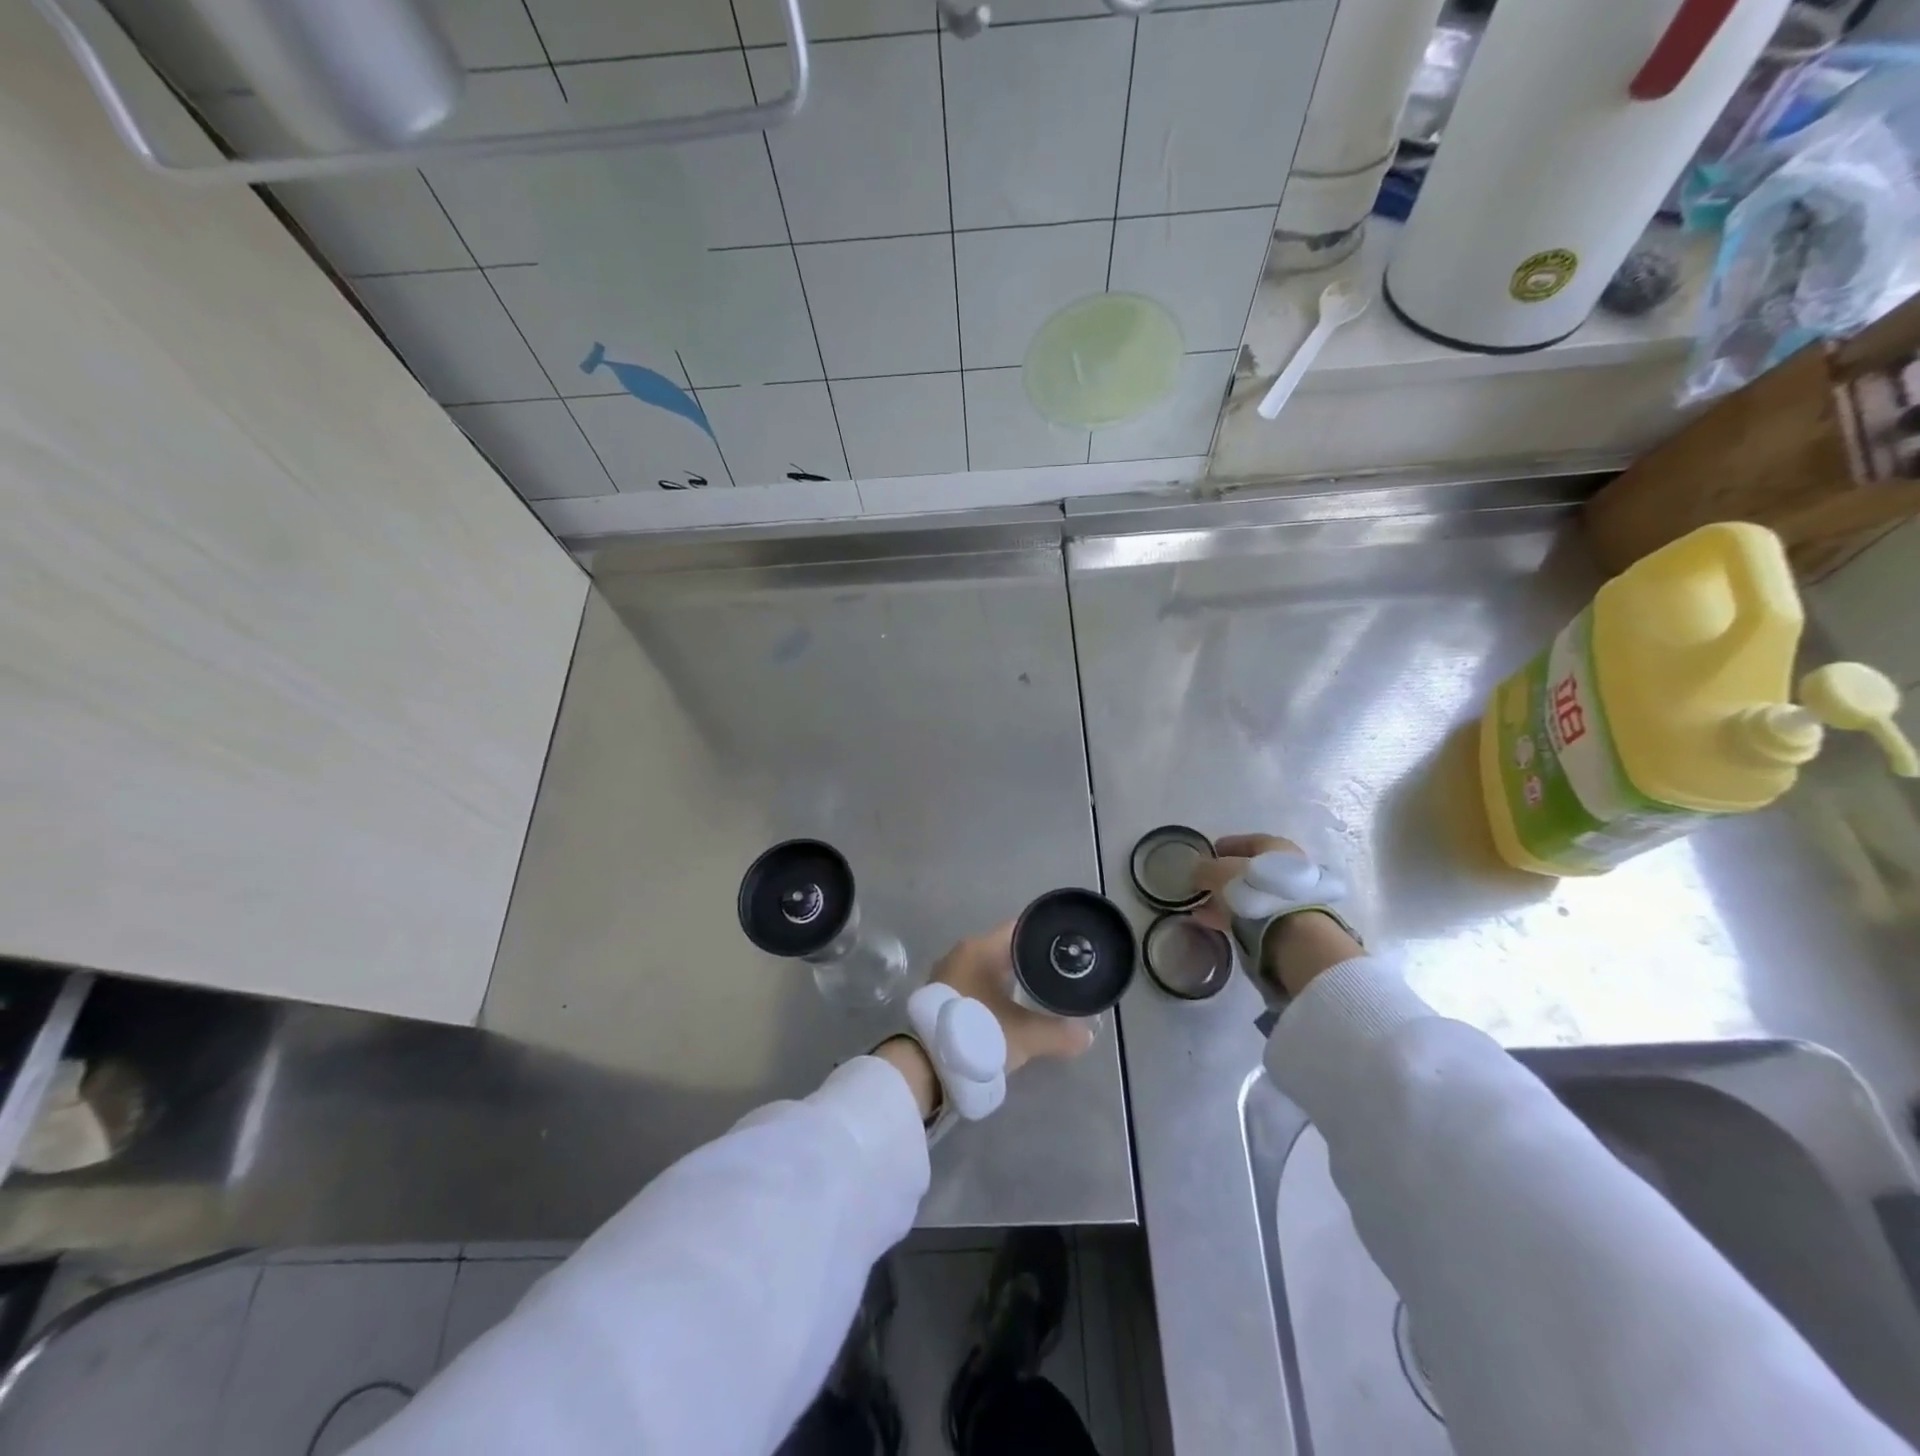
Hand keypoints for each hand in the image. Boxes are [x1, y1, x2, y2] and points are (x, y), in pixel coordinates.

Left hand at [930, 922, 1095, 1074]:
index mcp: (980, 948)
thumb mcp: (1025, 1036)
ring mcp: (948, 974)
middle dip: (1030, 962)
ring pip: (989, 969)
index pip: (1020, 929)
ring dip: (1010, 980)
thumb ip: (1059, 1034)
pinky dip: (993, 993)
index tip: (1066, 950)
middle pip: (1005, 949)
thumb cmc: (978, 1034)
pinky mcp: (942, 996)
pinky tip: (1009, 1009)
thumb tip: (1086, 1036)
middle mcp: (961, 953)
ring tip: (1038, 995)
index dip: (1044, 937)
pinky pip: (975, 985)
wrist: (926, 1066)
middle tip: (1058, 976)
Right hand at [1191, 834, 1362, 997]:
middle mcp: (1288, 867)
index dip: (1224, 847)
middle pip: (1251, 869)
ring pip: (1252, 893)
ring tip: (1205, 906)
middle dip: (1226, 876)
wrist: (1290, 931)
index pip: (1246, 840)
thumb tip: (1197, 871)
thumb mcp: (1218, 872)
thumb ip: (1204, 868)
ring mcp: (1291, 896)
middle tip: (1205, 883)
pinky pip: (1254, 913)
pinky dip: (1234, 915)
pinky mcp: (1288, 922)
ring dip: (1229, 898)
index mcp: (1275, 846)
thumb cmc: (1253, 888)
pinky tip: (1214, 921)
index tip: (1208, 854)